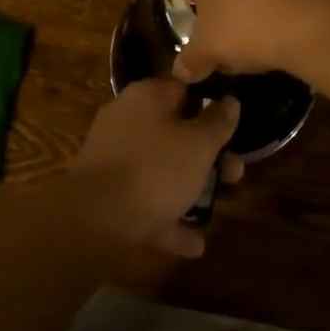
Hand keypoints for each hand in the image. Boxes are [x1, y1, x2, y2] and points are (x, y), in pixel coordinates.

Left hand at [63, 79, 242, 257]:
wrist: (94, 219)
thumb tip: (230, 100)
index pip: (186, 88)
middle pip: (176, 130)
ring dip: (191, 185)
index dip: (213, 104)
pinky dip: (169, 216)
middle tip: (234, 173)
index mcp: (147, 96)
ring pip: (162, 166)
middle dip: (209, 154)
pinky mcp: (107, 192)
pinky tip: (195, 242)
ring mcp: (114, 156)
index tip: (235, 126)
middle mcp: (127, 119)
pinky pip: (146, 199)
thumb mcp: (199, 144)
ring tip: (219, 206)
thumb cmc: (155, 170)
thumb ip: (218, 121)